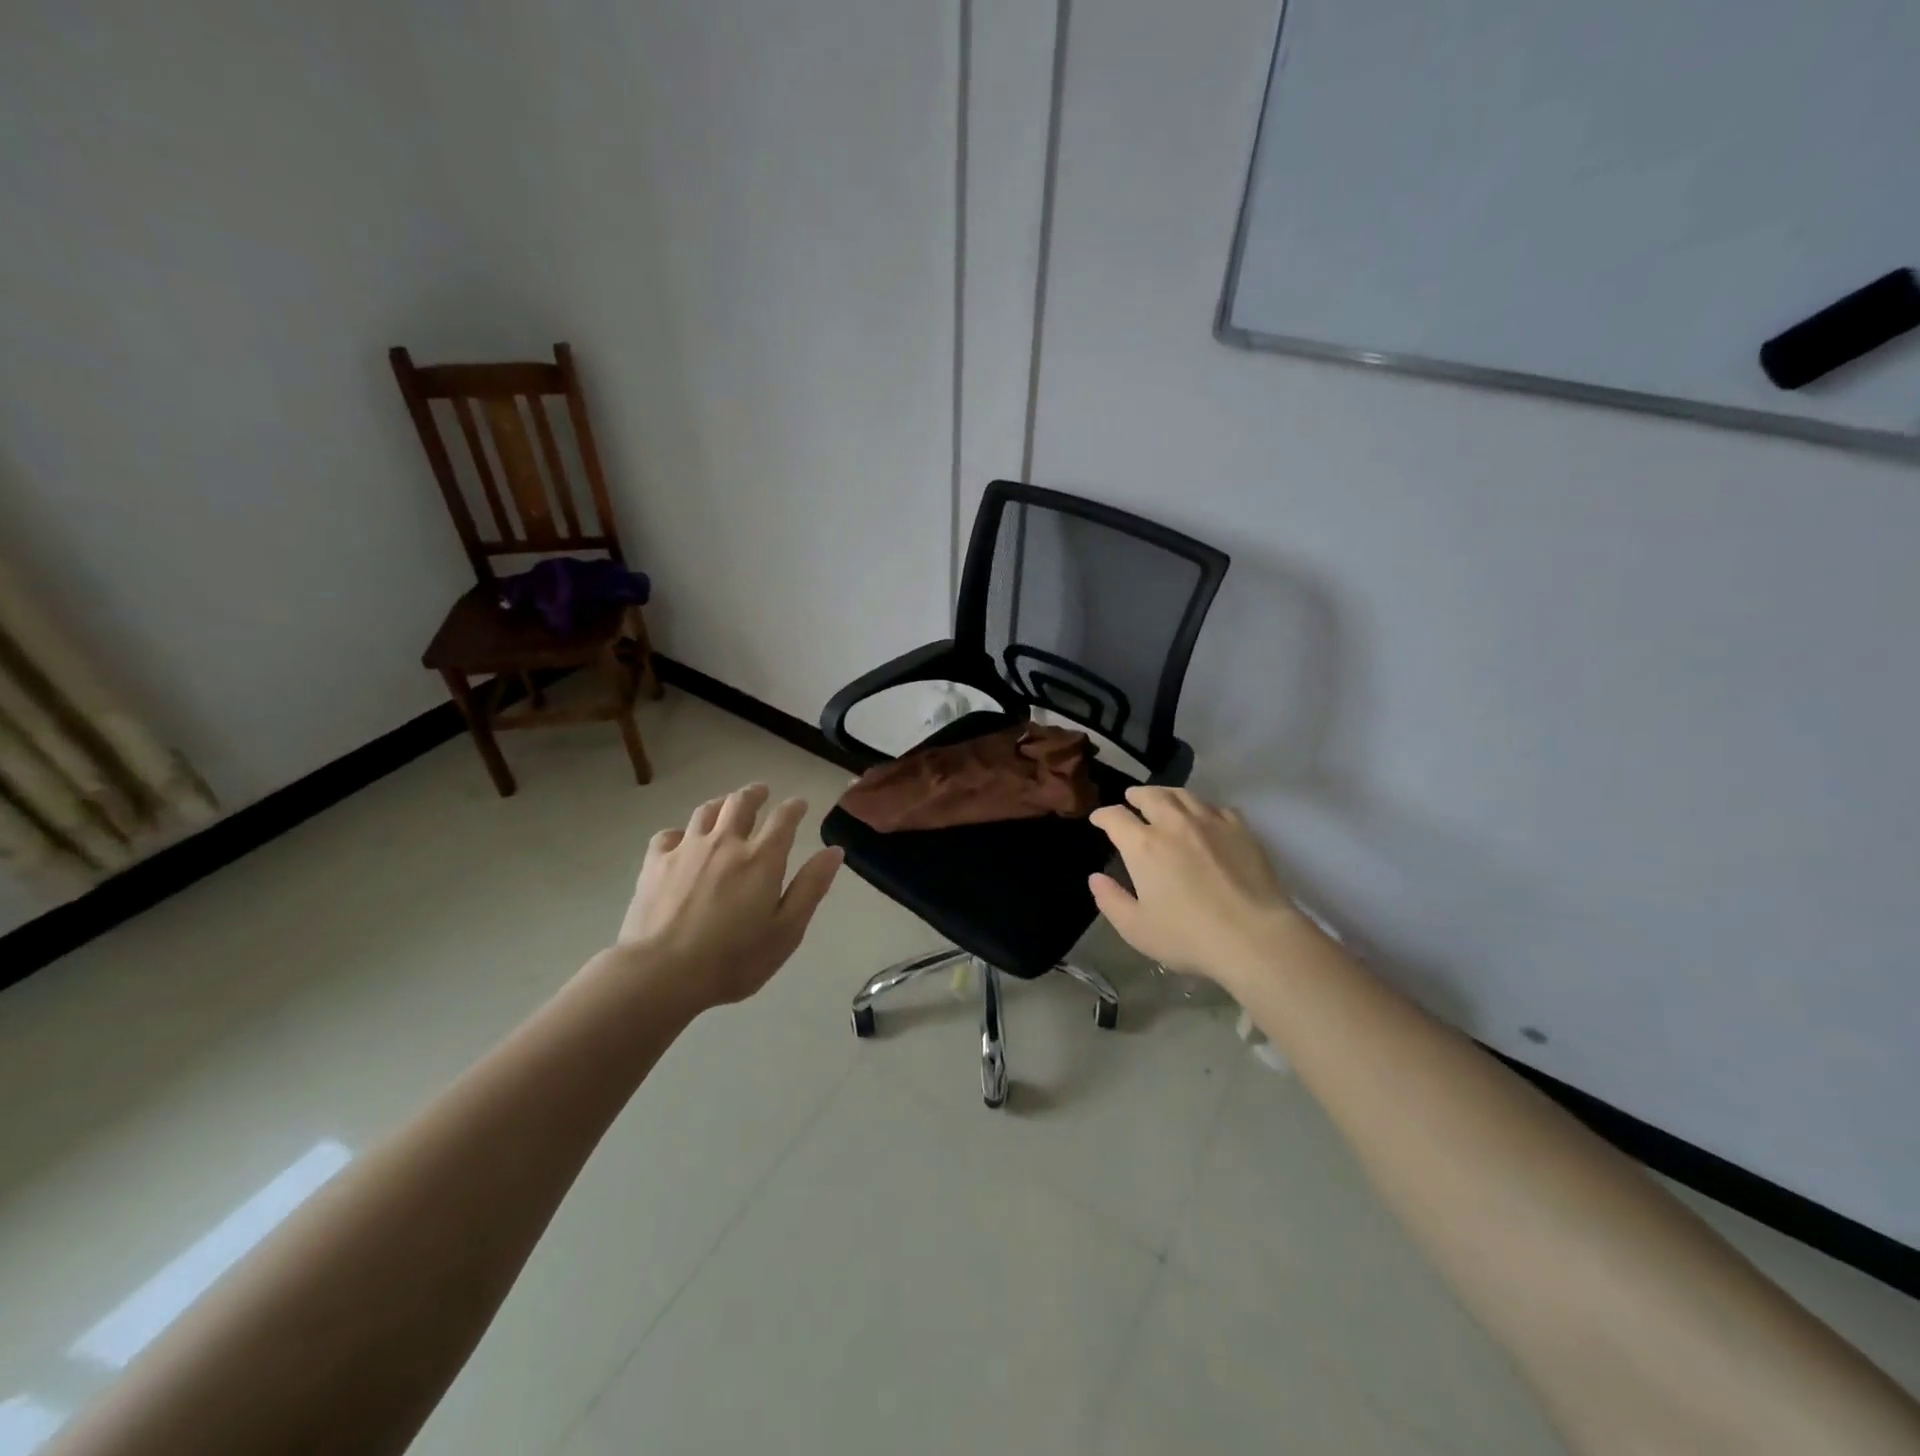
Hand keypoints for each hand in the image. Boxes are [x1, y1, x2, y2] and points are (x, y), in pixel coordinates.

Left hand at [613, 783, 842, 1010]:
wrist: (662, 973)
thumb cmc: (734, 959)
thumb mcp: (787, 930)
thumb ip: (810, 887)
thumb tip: (834, 850)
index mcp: (762, 858)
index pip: (783, 819)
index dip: (794, 807)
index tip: (799, 804)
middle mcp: (726, 843)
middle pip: (741, 803)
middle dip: (755, 794)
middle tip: (762, 792)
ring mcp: (687, 849)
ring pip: (706, 811)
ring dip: (721, 803)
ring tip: (726, 805)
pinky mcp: (655, 863)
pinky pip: (669, 834)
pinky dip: (681, 832)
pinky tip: (682, 841)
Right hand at [1089, 787, 1302, 986]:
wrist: (1255, 936)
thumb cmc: (1188, 936)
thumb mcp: (1136, 928)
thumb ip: (1111, 900)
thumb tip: (1096, 878)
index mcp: (1143, 845)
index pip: (1115, 817)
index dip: (1103, 816)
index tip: (1099, 819)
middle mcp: (1174, 823)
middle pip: (1151, 795)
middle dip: (1136, 795)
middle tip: (1131, 799)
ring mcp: (1210, 822)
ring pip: (1184, 795)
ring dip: (1167, 794)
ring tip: (1163, 800)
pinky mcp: (1241, 829)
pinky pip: (1216, 807)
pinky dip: (1202, 807)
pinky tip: (1205, 818)